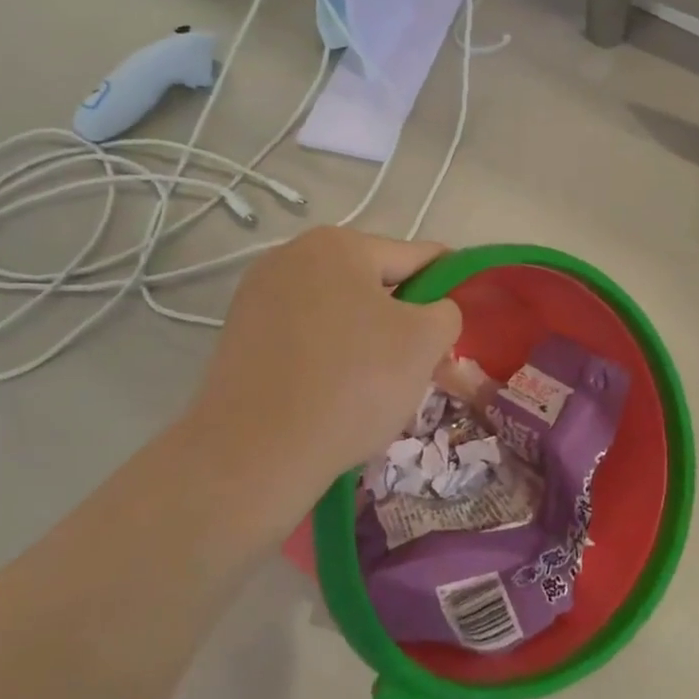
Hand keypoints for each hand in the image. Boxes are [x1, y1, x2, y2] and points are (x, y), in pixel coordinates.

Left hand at [188, 228, 461, 531]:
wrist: (254, 454)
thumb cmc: (352, 384)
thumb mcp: (424, 343)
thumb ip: (445, 312)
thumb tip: (432, 313)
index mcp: (339, 244)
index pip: (415, 257)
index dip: (446, 284)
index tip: (460, 315)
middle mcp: (292, 256)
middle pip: (371, 283)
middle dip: (401, 318)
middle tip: (421, 363)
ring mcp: (258, 295)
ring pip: (336, 311)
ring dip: (364, 337)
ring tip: (376, 386)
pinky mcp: (238, 335)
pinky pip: (302, 336)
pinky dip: (326, 355)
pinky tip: (333, 393)